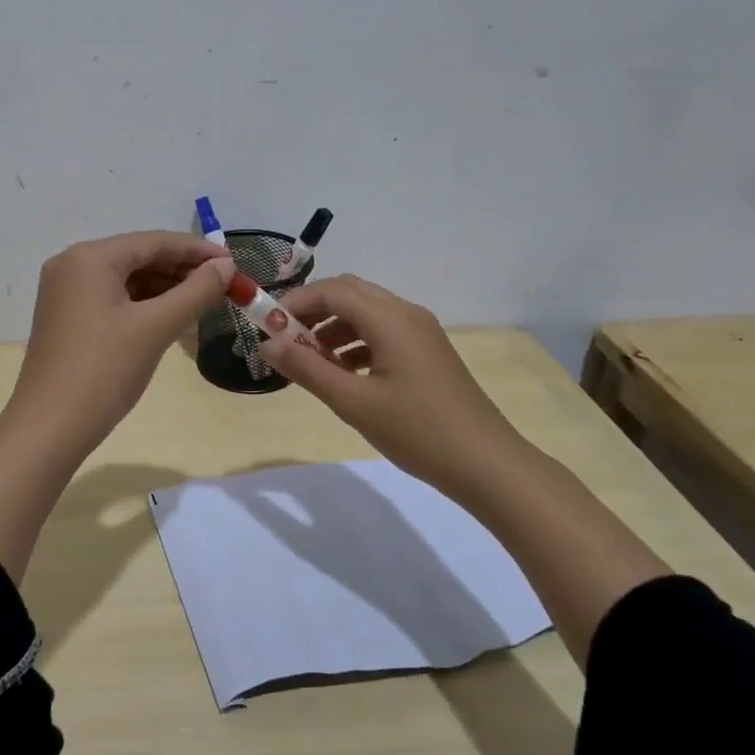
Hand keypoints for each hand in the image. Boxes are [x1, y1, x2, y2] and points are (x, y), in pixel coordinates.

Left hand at [6, 230, 235, 454]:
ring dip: (165, 288)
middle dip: (182, 270)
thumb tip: (227, 266)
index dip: (197, 250)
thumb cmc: (104, 370)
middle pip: (138, 257)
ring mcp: (65, 292)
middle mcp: (72, 264)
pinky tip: (172, 317)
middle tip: (225, 286)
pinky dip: (143, 304)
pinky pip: (112, 298)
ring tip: (204, 302)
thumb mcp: (155, 327)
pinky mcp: (66, 317)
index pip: (154, 241)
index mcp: (90, 257)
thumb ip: (196, 291)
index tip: (235, 263)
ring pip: (126, 279)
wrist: (50, 428)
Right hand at [257, 274, 526, 497]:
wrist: (487, 465)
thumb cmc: (417, 431)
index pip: (332, 290)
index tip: (266, 327)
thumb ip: (307, 368)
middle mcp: (406, 314)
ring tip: (309, 362)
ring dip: (332, 327)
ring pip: (365, 313)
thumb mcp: (353, 402)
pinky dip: (354, 343)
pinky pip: (381, 332)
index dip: (295, 302)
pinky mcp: (426, 352)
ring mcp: (421, 333)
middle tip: (284, 340)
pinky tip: (341, 373)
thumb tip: (266, 344)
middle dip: (312, 310)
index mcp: (391, 319)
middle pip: (349, 293)